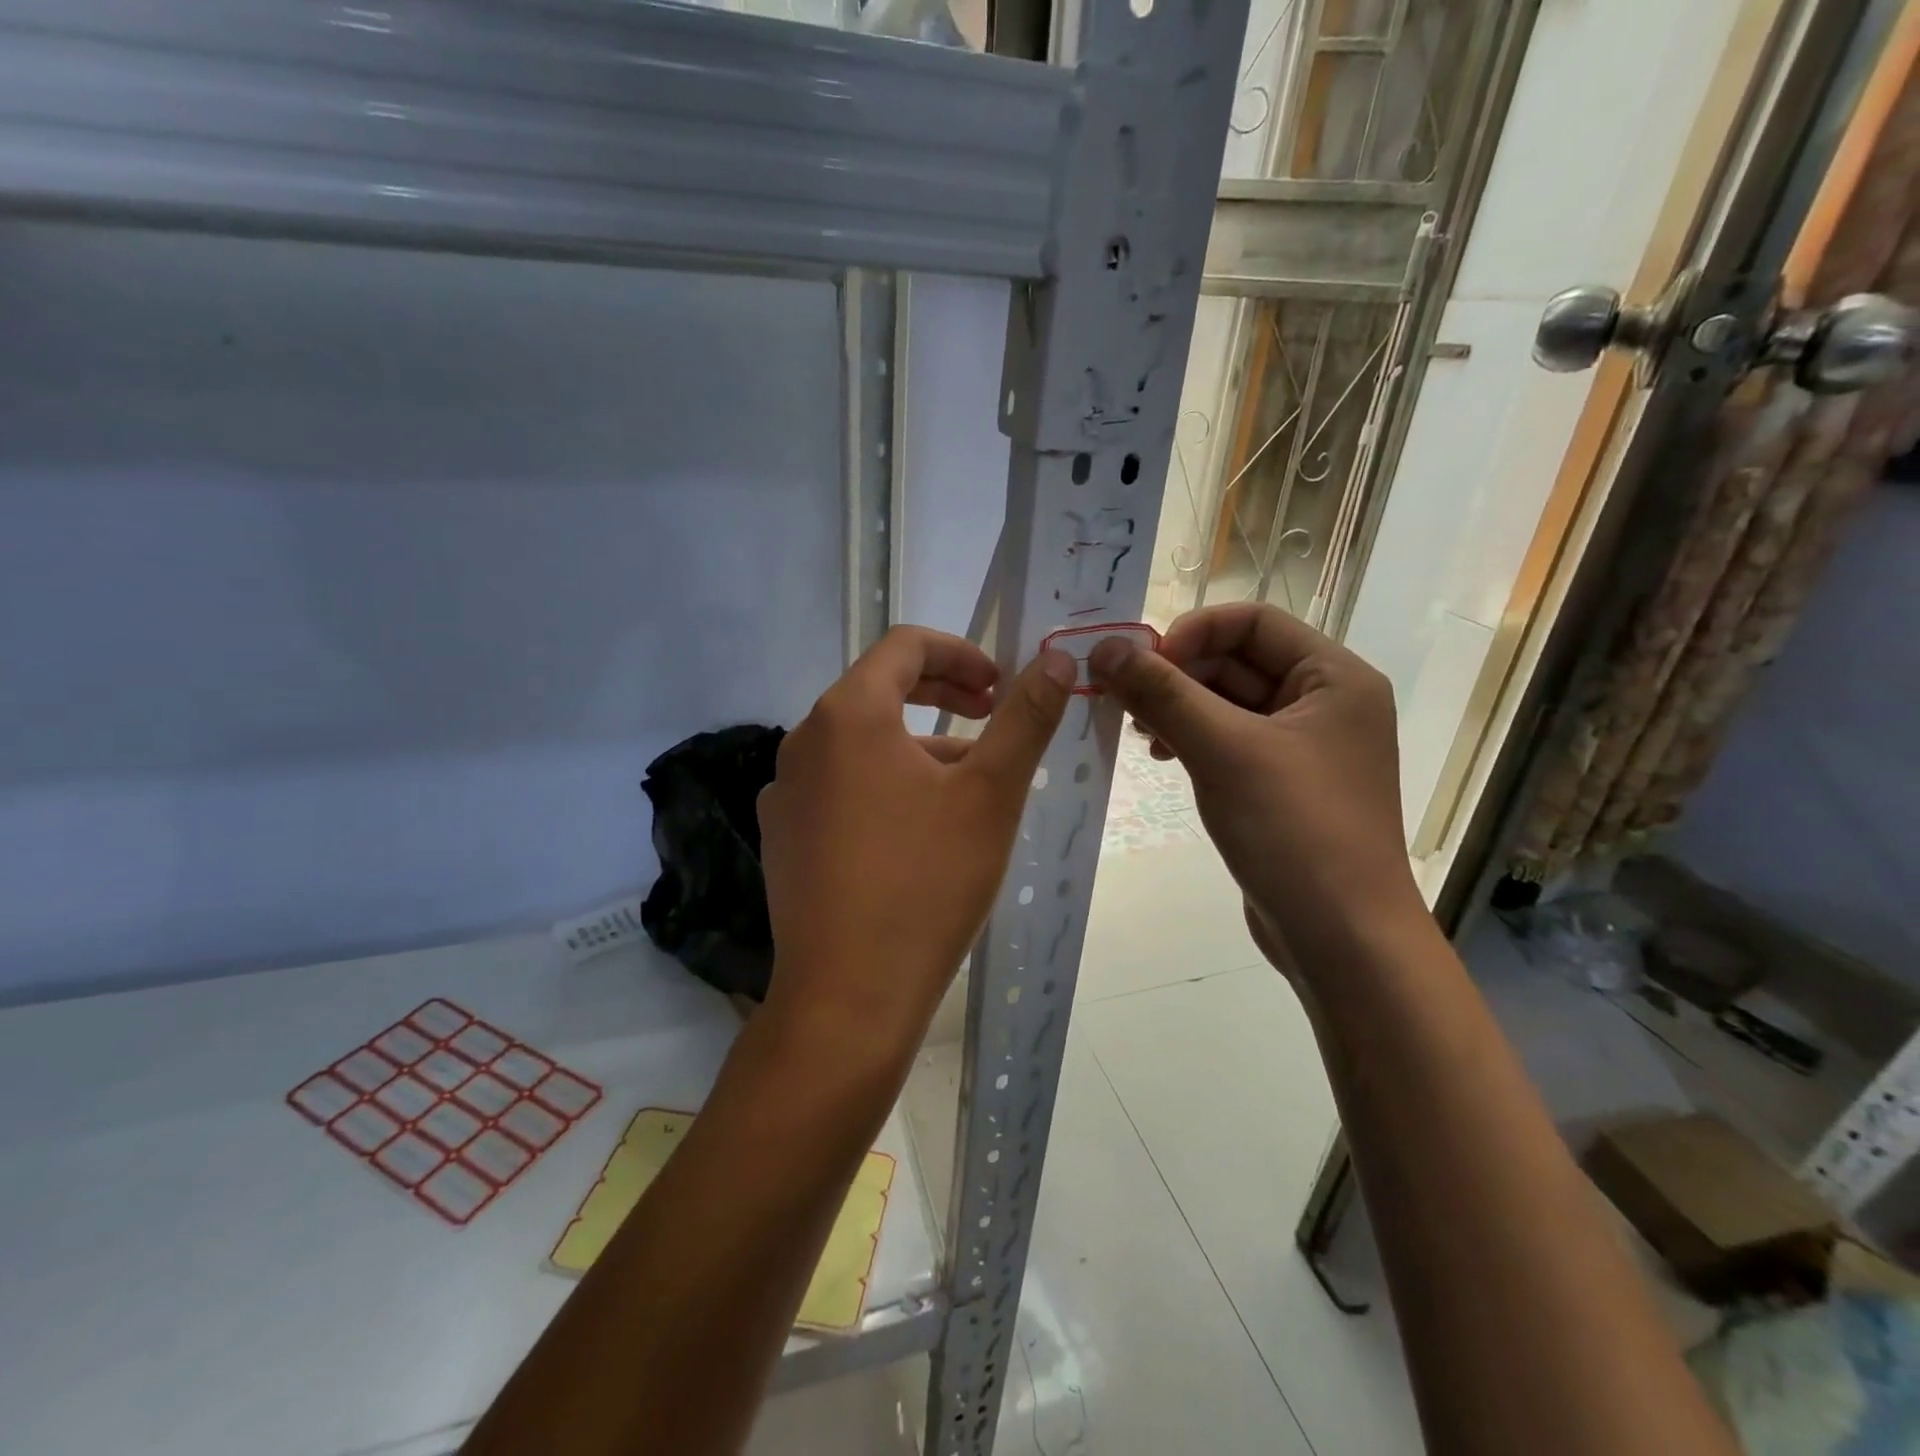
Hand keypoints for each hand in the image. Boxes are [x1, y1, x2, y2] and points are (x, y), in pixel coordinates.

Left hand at [757, 627, 1075, 1055]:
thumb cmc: (926, 884)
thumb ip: (1025, 719)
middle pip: (878, 691)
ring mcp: (785, 792)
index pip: (904, 646)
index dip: (960, 653)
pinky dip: (882, 785)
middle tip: (991, 716)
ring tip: (966, 785)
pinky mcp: (783, 837)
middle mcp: (802, 741)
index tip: (1000, 686)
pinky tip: (915, 832)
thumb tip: (1057, 661)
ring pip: (860, 744)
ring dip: (916, 745)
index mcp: (848, 714)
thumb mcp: (990, 794)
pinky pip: (839, 787)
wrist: (847, 998)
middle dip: (942, 694)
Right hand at [1089, 604, 1422, 979]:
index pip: (1252, 622)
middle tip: (1125, 702)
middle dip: (1177, 676)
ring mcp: (1304, 747)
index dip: (1191, 633)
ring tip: (1140, 735)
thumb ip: (1162, 693)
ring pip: (1227, 704)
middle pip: (1237, 662)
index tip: (1140, 664)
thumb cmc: (1295, 830)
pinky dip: (1192, 740)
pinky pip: (1229, 742)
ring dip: (1179, 709)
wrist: (1342, 939)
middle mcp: (1325, 703)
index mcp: (1333, 677)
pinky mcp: (1281, 785)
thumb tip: (1103, 647)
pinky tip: (1163, 759)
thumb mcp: (1223, 751)